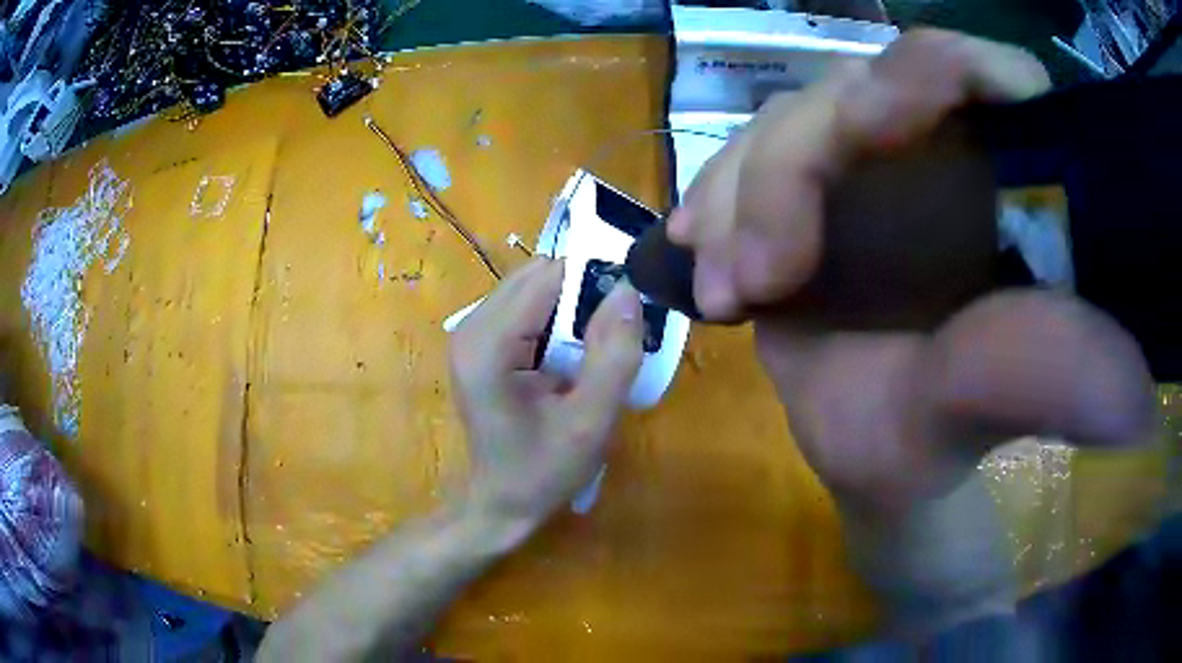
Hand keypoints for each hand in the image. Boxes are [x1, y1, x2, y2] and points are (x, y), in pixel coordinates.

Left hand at [449, 257, 643, 525]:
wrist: (500, 503)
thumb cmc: (543, 471)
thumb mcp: (591, 422)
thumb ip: (614, 355)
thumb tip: (627, 289)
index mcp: (489, 344)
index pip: (550, 278)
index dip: (593, 288)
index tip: (622, 323)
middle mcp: (470, 327)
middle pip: (537, 276)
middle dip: (579, 297)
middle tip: (604, 344)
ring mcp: (468, 333)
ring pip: (531, 287)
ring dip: (566, 310)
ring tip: (586, 355)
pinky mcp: (475, 343)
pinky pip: (522, 307)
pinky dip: (551, 322)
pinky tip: (563, 361)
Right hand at [669, 30, 1156, 514]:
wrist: (876, 455)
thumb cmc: (938, 439)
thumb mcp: (986, 409)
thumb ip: (1045, 380)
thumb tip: (1136, 404)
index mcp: (995, 181)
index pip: (971, 73)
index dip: (938, 68)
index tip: (891, 118)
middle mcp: (930, 152)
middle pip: (846, 96)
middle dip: (790, 173)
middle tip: (761, 279)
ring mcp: (860, 166)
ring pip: (781, 127)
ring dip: (741, 200)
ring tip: (728, 293)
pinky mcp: (802, 194)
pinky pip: (743, 164)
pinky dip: (716, 204)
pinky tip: (702, 256)